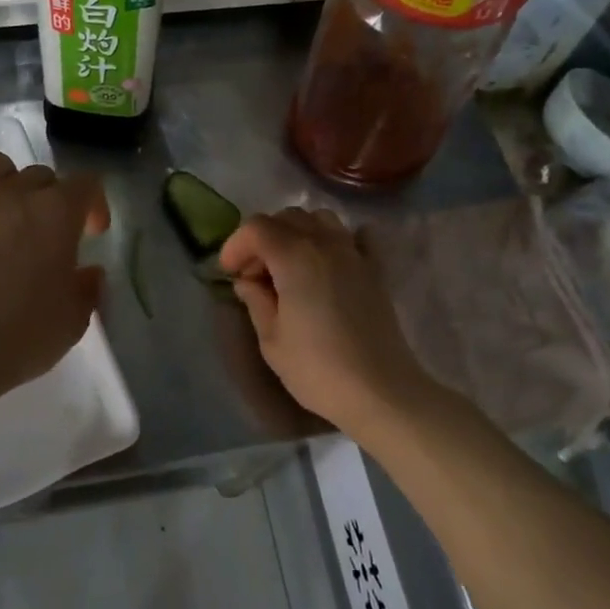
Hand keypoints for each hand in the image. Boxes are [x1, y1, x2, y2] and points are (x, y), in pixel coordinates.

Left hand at [0, 151, 109, 396]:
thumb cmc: (23, 332)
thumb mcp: (73, 318)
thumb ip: (87, 287)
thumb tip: (88, 273)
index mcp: (55, 211)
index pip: (86, 184)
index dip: (95, 205)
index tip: (93, 234)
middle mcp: (13, 194)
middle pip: (42, 175)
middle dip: (53, 198)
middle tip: (52, 234)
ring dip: (10, 186)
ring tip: (11, 218)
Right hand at [219, 208, 437, 433]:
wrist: (380, 391)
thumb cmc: (317, 368)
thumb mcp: (271, 339)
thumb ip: (256, 301)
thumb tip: (247, 282)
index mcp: (294, 257)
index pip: (256, 228)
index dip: (236, 245)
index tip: (229, 273)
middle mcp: (325, 244)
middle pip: (287, 217)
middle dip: (263, 238)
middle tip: (255, 273)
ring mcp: (354, 254)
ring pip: (321, 219)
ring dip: (298, 233)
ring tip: (289, 266)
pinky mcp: (375, 270)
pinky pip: (356, 237)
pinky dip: (339, 239)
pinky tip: (331, 261)